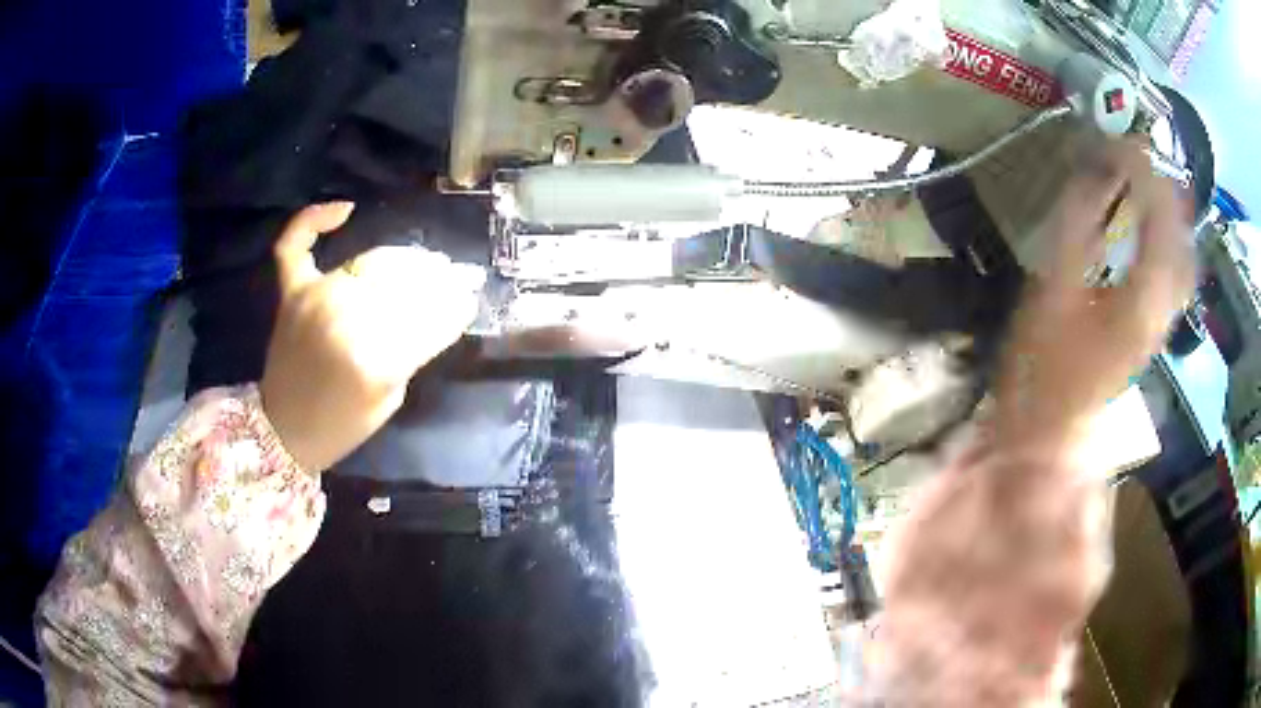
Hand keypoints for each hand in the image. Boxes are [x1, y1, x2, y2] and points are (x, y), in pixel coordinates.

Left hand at [260, 202, 485, 472]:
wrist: (285, 430)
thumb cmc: (345, 423)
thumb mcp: (392, 395)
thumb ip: (416, 347)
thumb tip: (450, 306)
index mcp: (375, 359)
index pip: (431, 316)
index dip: (456, 305)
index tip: (471, 298)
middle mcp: (345, 319)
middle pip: (405, 281)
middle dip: (436, 278)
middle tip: (452, 277)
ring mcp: (314, 298)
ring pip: (372, 261)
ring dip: (403, 260)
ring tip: (422, 263)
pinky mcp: (292, 291)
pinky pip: (296, 244)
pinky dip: (314, 220)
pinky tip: (345, 211)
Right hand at [995, 140, 1194, 450]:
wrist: (1051, 434)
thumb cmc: (1046, 367)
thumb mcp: (1055, 288)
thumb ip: (1078, 224)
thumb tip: (1092, 168)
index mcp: (1143, 296)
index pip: (1159, 214)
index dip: (1141, 168)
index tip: (1114, 139)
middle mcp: (1164, 306)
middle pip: (1182, 234)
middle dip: (1163, 185)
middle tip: (1135, 154)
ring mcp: (1162, 319)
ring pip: (1183, 254)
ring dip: (1169, 212)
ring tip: (1146, 181)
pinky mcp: (1154, 327)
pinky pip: (1175, 272)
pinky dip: (1167, 239)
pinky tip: (1151, 228)